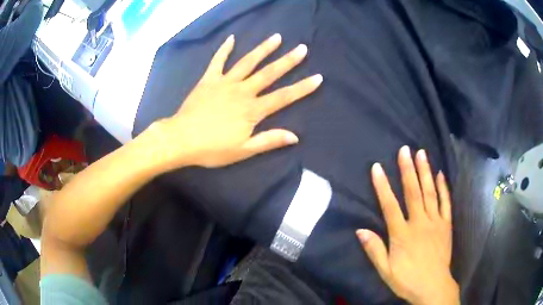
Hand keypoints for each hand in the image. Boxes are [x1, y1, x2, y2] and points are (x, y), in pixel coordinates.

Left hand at [147, 34, 321, 169]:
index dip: (302, 88)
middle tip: (302, 48)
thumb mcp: (243, 150)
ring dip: (263, 49)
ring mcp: (225, 83)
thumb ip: (269, 140)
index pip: (283, 97)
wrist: (181, 140)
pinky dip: (224, 49)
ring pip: (248, 62)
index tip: (318, 77)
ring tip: (276, 37)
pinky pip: (218, 61)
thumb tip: (294, 136)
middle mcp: (242, 91)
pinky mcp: (209, 80)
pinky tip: (231, 38)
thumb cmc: (212, 148)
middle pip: (269, 74)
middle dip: (287, 61)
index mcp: (252, 110)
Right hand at [357, 146, 458, 304]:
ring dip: (425, 172)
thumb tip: (360, 230)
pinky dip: (443, 187)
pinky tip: (440, 174)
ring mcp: (435, 222)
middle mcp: (419, 223)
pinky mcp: (446, 225)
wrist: (433, 286)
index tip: (377, 167)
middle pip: (413, 192)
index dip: (382, 186)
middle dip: (408, 170)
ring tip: (422, 153)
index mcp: (402, 234)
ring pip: (430, 193)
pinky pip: (446, 203)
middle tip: (405, 149)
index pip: (390, 206)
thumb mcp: (385, 271)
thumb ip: (374, 250)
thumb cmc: (407, 279)